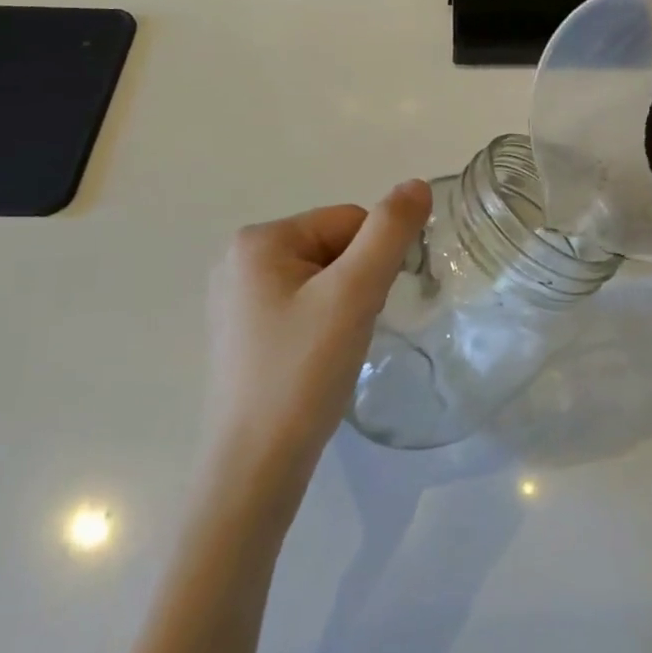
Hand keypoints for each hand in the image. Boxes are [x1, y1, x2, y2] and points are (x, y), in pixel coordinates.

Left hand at [203, 181, 432, 523]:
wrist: (254, 467)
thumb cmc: (303, 372)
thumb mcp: (354, 293)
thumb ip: (390, 232)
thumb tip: (416, 184)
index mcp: (258, 240)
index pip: (347, 221)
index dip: (374, 261)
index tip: (368, 307)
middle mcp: (238, 260)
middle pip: (332, 247)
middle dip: (356, 283)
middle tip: (351, 332)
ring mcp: (235, 300)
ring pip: (321, 280)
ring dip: (343, 306)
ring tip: (334, 350)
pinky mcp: (242, 335)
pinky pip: (301, 307)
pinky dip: (322, 326)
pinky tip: (316, 361)